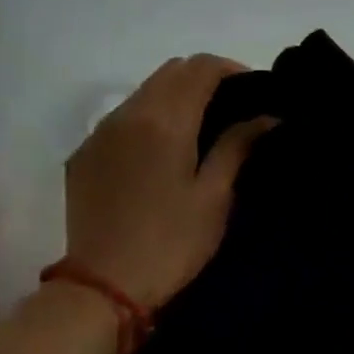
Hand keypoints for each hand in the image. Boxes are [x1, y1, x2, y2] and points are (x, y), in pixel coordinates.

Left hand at [62, 55, 273, 311]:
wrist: (103, 286)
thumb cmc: (172, 241)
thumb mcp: (215, 195)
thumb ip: (238, 145)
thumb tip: (268, 116)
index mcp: (164, 121)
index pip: (201, 68)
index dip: (232, 69)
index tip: (256, 89)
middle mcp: (128, 114)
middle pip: (171, 70)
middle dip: (205, 76)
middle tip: (234, 105)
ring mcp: (100, 133)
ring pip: (145, 90)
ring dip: (178, 94)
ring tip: (204, 123)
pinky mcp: (85, 154)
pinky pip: (123, 116)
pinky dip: (152, 115)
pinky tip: (167, 147)